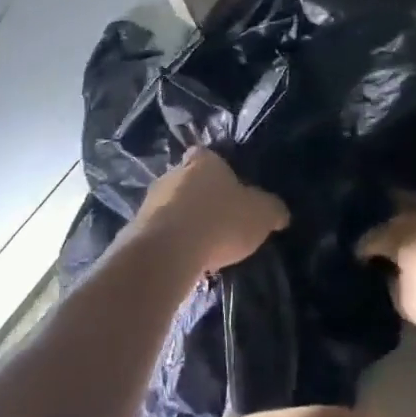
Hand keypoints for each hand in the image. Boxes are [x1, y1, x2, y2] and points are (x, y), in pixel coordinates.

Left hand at [131, 147, 288, 275]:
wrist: (167, 251)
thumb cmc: (219, 219)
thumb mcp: (261, 214)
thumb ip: (272, 210)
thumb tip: (280, 213)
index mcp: (203, 160)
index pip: (208, 156)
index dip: (218, 170)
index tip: (228, 188)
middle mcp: (173, 173)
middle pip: (188, 180)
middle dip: (199, 197)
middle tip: (217, 220)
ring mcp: (150, 201)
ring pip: (170, 206)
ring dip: (182, 221)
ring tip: (200, 246)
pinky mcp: (135, 230)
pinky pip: (158, 233)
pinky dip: (169, 243)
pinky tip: (182, 260)